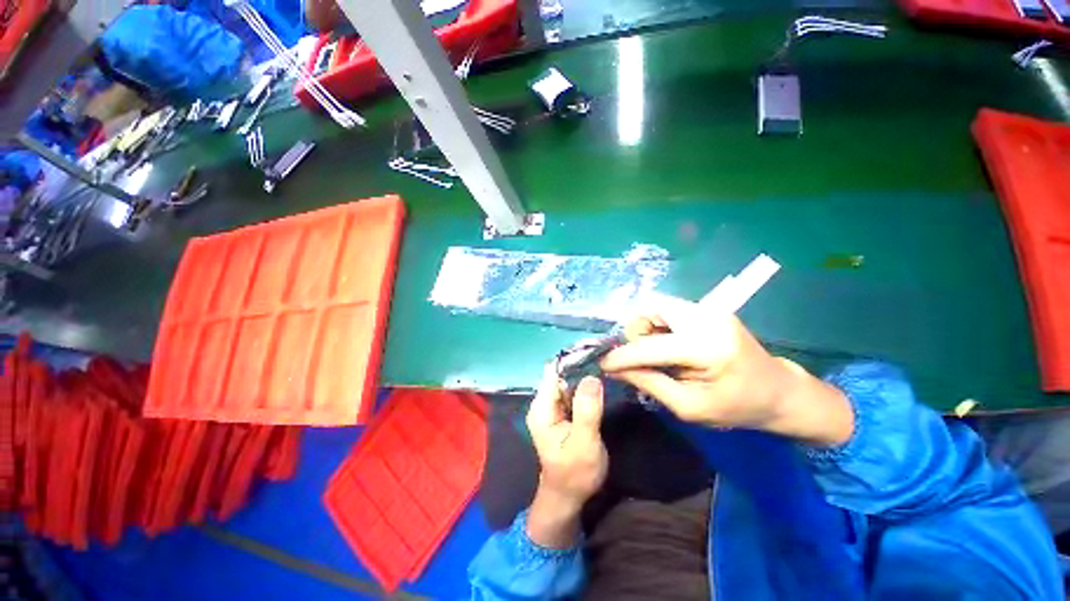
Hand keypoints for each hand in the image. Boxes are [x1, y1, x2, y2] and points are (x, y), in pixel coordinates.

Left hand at [524, 367, 607, 547]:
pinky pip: (572, 391)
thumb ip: (587, 411)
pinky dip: (584, 385)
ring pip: (568, 381)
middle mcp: (543, 403)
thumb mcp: (584, 444)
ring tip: (604, 364)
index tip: (595, 352)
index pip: (554, 373)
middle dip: (581, 366)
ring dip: (584, 374)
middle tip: (605, 358)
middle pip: (561, 374)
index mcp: (542, 409)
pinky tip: (599, 381)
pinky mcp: (561, 411)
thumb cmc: (575, 473)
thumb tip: (591, 377)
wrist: (568, 495)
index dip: (573, 361)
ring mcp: (551, 406)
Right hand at [601, 310, 853, 446]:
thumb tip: (616, 369)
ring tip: (656, 353)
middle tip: (640, 358)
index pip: (651, 346)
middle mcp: (706, 318)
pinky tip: (667, 345)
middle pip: (650, 308)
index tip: (603, 364)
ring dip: (645, 327)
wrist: (780, 391)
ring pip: (656, 306)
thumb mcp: (690, 407)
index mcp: (707, 348)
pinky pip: (667, 309)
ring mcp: (709, 309)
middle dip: (635, 332)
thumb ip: (650, 383)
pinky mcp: (708, 308)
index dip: (622, 355)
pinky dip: (658, 325)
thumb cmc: (738, 407)